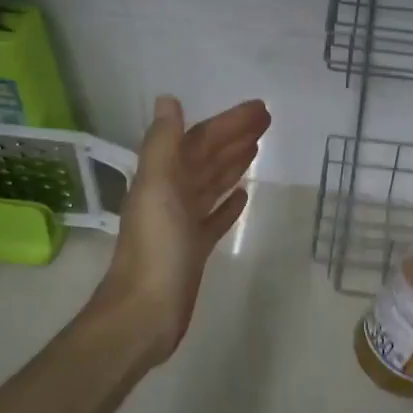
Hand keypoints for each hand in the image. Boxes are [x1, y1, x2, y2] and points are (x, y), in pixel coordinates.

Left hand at [99, 95, 270, 364]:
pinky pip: (215, 217)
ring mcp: (183, 223)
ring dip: (233, 163)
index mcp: (163, 177)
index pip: (199, 140)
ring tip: (258, 147)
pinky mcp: (194, 249)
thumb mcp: (157, 188)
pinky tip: (244, 195)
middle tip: (267, 120)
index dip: (228, 123)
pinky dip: (229, 203)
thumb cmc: (155, 248)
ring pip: (212, 183)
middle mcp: (172, 195)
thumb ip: (163, 144)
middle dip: (235, 137)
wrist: (145, 312)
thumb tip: (167, 99)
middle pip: (208, 157)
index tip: (260, 109)